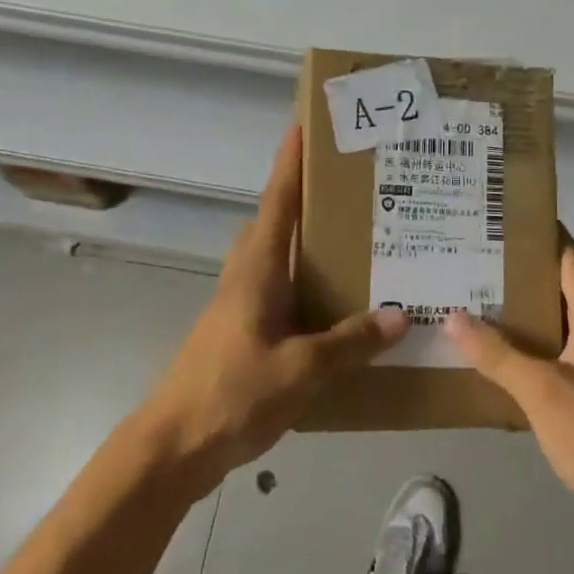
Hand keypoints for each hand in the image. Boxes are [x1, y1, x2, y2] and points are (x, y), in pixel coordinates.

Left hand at [140, 126, 406, 484]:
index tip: (303, 126)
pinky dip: (306, 284)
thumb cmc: (232, 393)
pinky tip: (337, 307)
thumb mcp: (301, 369)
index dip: (289, 164)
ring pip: (276, 258)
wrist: (172, 447)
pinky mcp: (242, 333)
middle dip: (302, 197)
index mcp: (256, 270)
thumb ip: (350, 342)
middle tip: (349, 188)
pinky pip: (280, 292)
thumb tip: (401, 315)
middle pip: (274, 223)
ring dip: (306, 242)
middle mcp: (246, 278)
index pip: (276, 202)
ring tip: (355, 240)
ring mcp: (240, 306)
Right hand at [447, 242, 573, 553]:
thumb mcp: (542, 390)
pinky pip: (549, 361)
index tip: (501, 219)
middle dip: (516, 275)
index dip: (540, 234)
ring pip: (550, 328)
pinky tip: (488, 358)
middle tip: (469, 260)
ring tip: (468, 301)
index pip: (569, 259)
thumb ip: (498, 354)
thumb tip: (453, 316)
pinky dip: (521, 353)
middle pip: (556, 290)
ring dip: (516, 316)